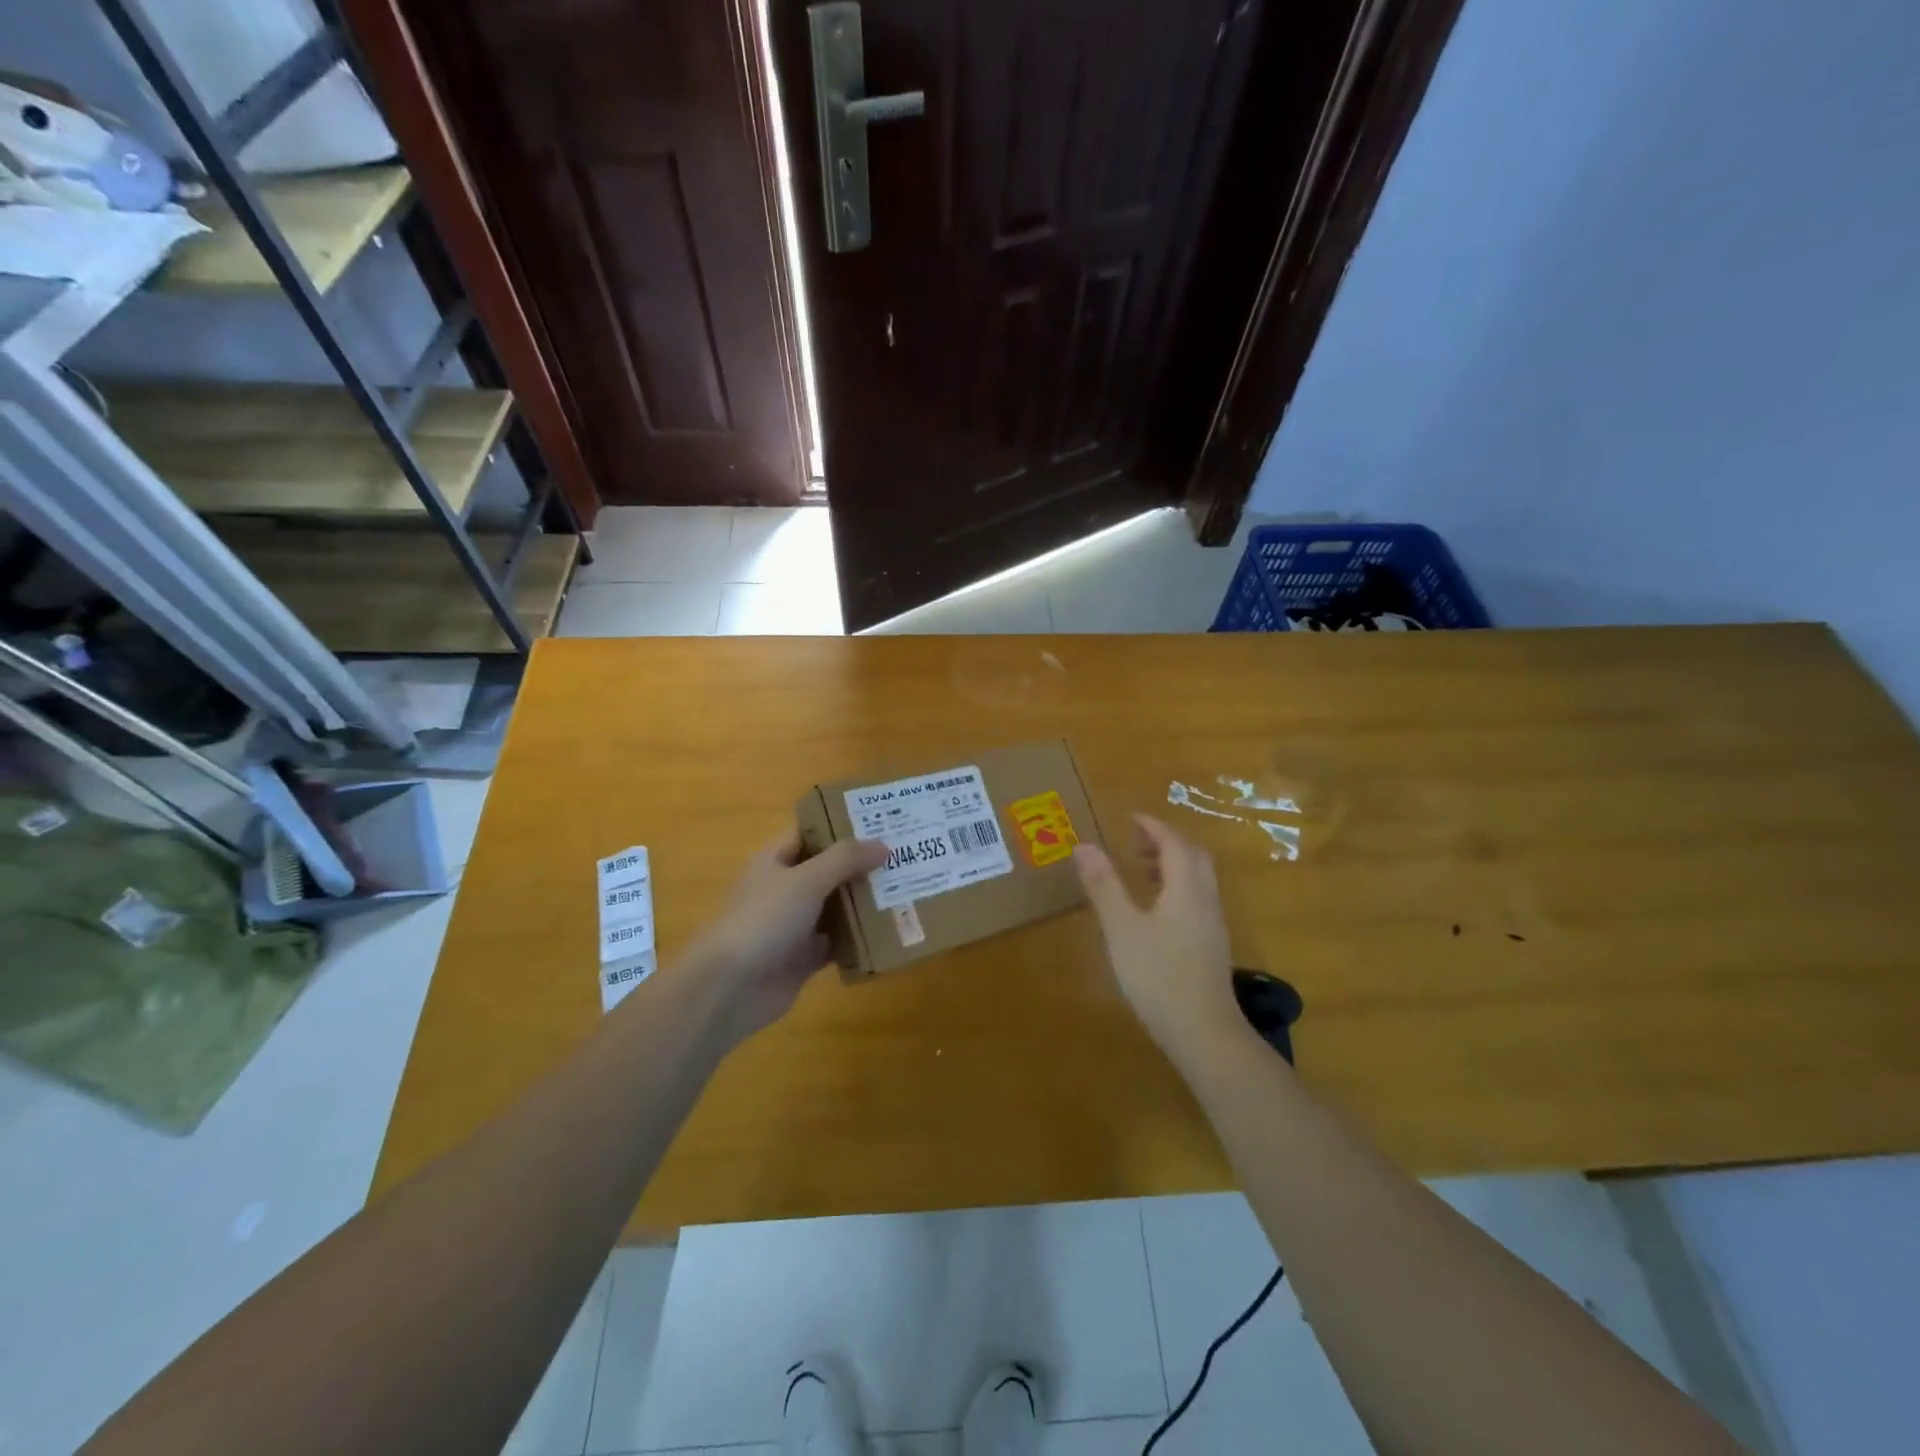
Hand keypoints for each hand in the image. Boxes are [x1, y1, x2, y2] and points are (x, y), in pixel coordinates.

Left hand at [685, 829, 885, 1045]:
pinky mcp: (804, 958)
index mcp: (776, 861)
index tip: (881, 821)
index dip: (842, 825)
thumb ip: (845, 860)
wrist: (728, 988)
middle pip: (829, 871)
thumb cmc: (763, 920)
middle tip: (906, 856)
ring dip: (865, 902)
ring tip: (908, 890)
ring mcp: (794, 926)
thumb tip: (883, 844)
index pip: (811, 833)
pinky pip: (838, 943)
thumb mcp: (806, 880)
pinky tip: (891, 933)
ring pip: (836, 907)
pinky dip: (860, 939)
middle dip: (863, 866)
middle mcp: (785, 889)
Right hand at [1074, 815, 1241, 1057]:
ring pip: (1198, 879)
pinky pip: (1197, 900)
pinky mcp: (1212, 946)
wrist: (1204, 1033)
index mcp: (1186, 887)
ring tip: (1141, 872)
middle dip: (1166, 842)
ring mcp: (1213, 924)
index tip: (1130, 818)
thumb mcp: (1121, 928)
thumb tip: (1085, 846)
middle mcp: (1205, 899)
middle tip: (1135, 843)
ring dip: (1173, 865)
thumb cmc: (1158, 976)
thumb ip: (1104, 886)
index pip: (1173, 842)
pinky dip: (1177, 888)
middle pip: (1193, 856)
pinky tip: (1155, 912)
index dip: (1153, 826)